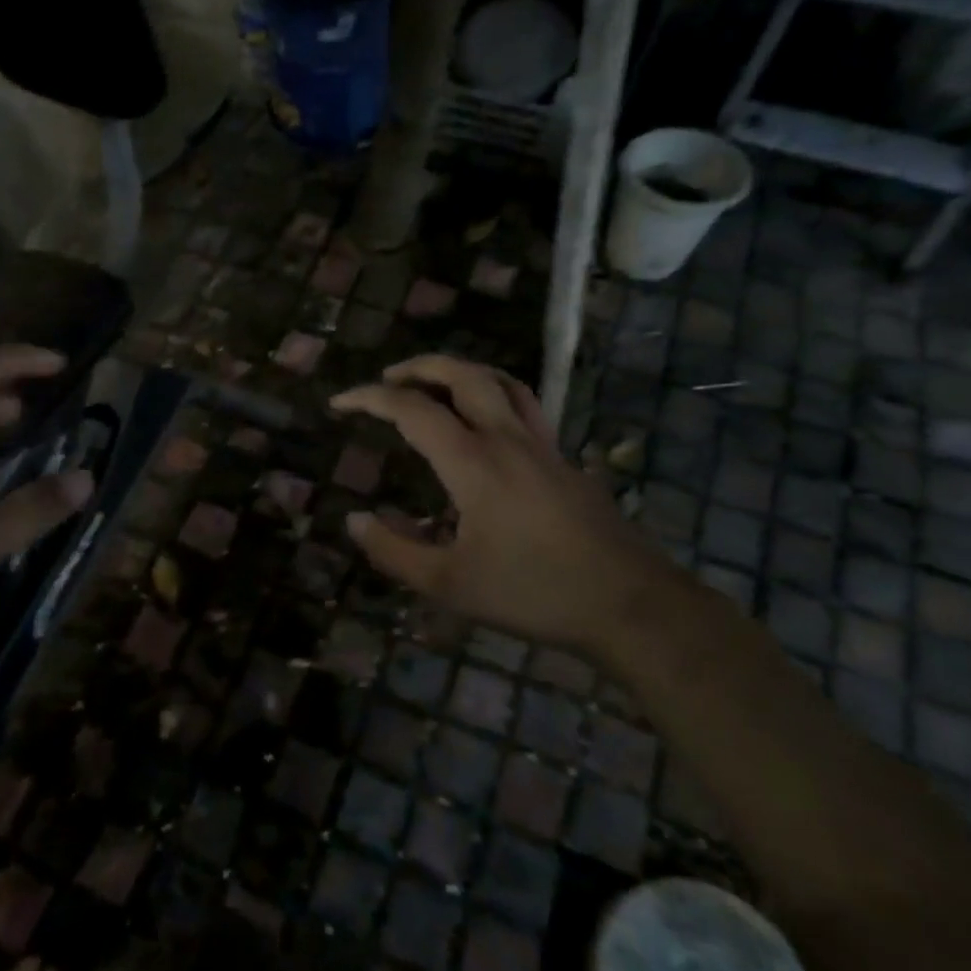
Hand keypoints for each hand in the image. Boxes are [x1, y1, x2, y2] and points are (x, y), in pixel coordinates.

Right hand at [331, 354, 673, 652]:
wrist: (629, 604)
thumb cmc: (533, 593)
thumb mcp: (449, 584)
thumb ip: (394, 550)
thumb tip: (354, 519)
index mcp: (473, 462)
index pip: (412, 409)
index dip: (370, 398)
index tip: (340, 403)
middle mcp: (507, 438)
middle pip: (462, 374)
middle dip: (419, 366)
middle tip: (389, 377)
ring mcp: (543, 444)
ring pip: (501, 381)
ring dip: (461, 371)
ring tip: (435, 384)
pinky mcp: (565, 459)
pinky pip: (524, 406)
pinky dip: (493, 395)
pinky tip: (487, 425)